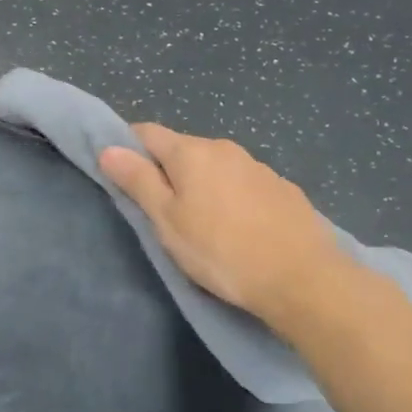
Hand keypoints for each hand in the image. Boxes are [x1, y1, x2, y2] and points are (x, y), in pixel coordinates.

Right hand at [99, 124, 345, 321]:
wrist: (303, 278)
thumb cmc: (221, 251)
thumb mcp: (167, 221)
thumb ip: (138, 181)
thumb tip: (108, 148)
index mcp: (192, 152)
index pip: (147, 133)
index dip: (129, 149)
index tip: (123, 178)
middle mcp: (225, 148)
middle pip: (182, 149)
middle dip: (167, 171)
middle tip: (161, 212)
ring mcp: (258, 166)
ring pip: (215, 167)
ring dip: (201, 185)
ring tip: (202, 224)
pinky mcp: (283, 189)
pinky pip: (243, 184)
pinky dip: (231, 197)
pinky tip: (239, 229)